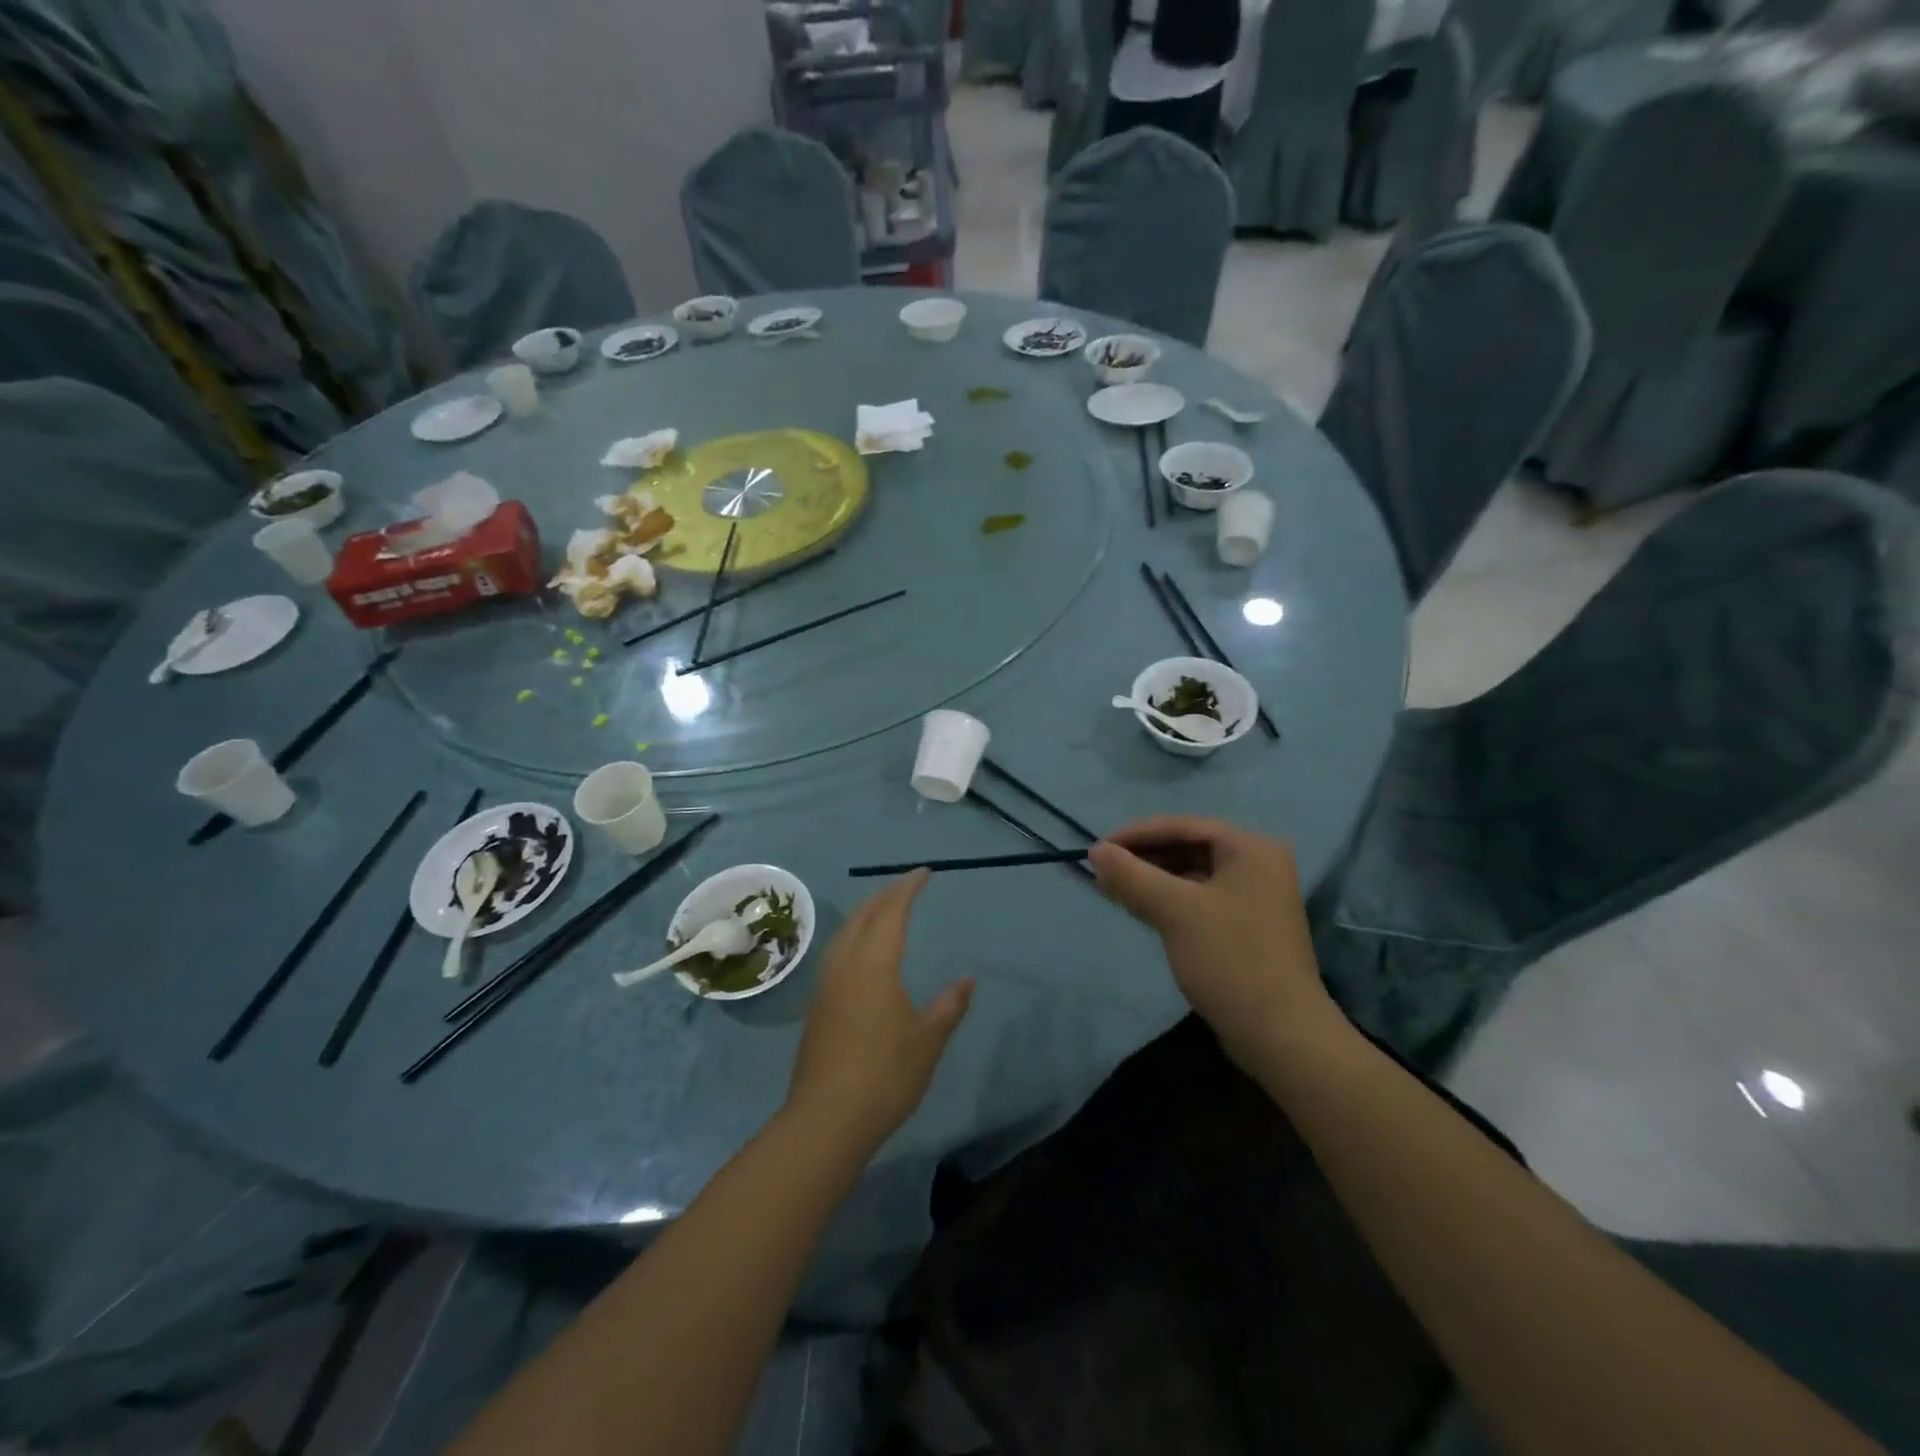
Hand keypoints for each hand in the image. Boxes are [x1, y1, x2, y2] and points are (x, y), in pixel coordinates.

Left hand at [786, 870, 973, 1150]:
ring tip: (883, 909)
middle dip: (885, 895)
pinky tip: (860, 951)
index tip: (924, 873)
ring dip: (865, 913)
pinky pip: (836, 951)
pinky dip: (853, 935)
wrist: (826, 1118)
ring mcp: (826, 984)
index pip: (891, 912)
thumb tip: (968, 979)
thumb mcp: (928, 1041)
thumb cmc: (885, 1075)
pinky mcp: (817, 1005)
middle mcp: (846, 964)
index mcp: (874, 965)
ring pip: (844, 932)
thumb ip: (949, 1006)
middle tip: (906, 885)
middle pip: (863, 916)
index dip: (907, 888)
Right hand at [1088, 817, 1342, 1066]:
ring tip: (1112, 889)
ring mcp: (1254, 896)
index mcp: (1250, 848)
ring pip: (1192, 874)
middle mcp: (1257, 863)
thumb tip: (1096, 851)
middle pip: (1188, 847)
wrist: (1280, 1034)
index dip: (1136, 834)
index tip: (1097, 849)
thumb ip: (1132, 875)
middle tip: (1102, 871)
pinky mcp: (1246, 925)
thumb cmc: (1229, 959)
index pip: (1183, 826)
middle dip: (1143, 858)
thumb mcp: (1174, 911)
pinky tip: (1140, 908)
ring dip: (1152, 879)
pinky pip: (1199, 898)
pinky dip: (1169, 899)